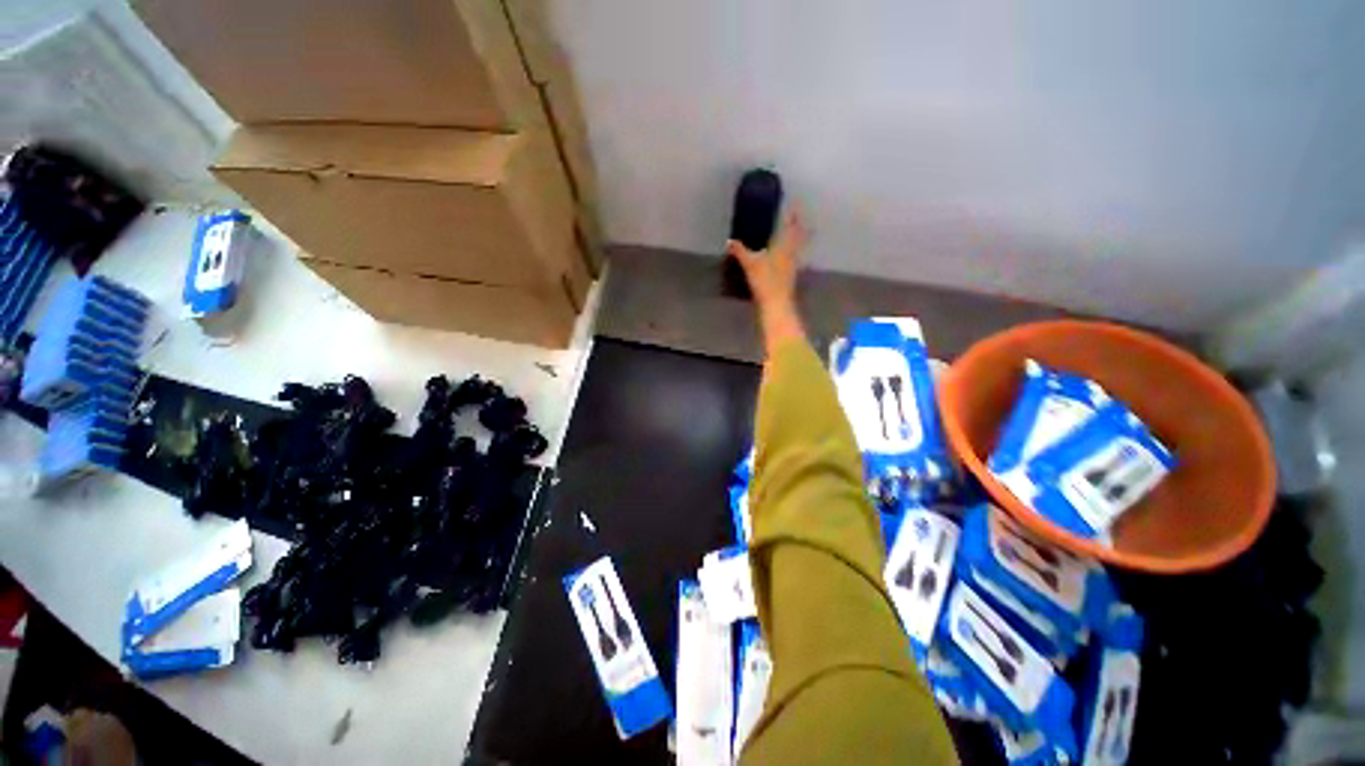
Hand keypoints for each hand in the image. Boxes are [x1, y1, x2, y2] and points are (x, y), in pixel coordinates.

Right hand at [726, 208, 806, 312]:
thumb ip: (740, 251)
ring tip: (797, 234)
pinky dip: (792, 254)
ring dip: (798, 240)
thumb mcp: (750, 264)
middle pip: (798, 237)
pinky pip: (793, 259)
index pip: (790, 227)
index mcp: (784, 247)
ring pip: (798, 248)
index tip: (796, 204)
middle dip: (799, 227)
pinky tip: (787, 257)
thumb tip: (729, 242)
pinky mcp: (790, 276)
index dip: (793, 215)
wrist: (776, 304)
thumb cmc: (765, 281)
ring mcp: (793, 266)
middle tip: (799, 218)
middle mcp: (791, 254)